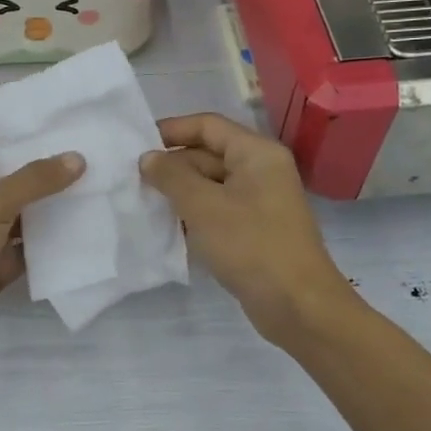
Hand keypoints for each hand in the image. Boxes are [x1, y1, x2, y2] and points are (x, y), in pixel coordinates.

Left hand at [0, 103, 84, 352]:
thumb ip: (33, 180)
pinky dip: (55, 235)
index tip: (32, 96)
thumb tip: (78, 157)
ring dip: (53, 195)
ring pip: (25, 205)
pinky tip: (88, 223)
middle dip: (40, 151)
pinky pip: (32, 242)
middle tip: (84, 134)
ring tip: (97, 174)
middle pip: (8, 165)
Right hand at [140, 112, 353, 344]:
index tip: (136, 146)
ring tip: (144, 203)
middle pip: (209, 154)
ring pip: (211, 185)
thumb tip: (148, 158)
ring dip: (179, 192)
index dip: (171, 130)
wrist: (297, 304)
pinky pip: (218, 210)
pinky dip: (194, 214)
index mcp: (256, 153)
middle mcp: (261, 170)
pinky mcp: (255, 229)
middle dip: (172, 165)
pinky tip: (168, 227)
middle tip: (133, 181)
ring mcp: (260, 201)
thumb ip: (171, 177)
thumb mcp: (203, 206)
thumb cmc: (250, 245)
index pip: (208, 125)